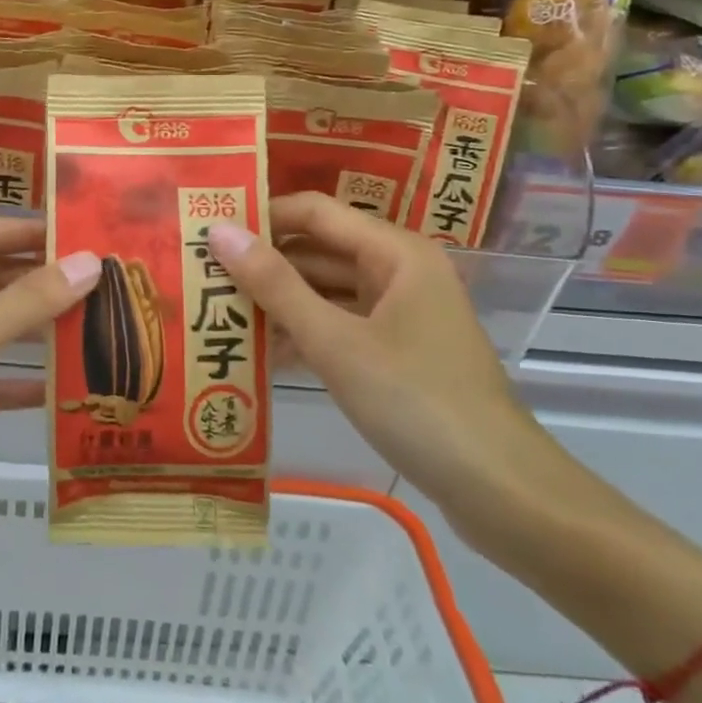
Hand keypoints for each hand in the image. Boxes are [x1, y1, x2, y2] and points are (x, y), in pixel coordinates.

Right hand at [207, 193, 568, 536]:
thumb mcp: (335, 341)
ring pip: (328, 292)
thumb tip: (219, 231)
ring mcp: (401, 314)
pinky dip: (305, 334)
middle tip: (201, 275)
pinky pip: (341, 327)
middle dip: (264, 263)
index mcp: (394, 252)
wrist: (500, 490)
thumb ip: (275, 285)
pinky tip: (259, 353)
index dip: (261, 216)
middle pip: (320, 251)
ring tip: (217, 311)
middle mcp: (399, 271)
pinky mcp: (398, 352)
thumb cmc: (416, 401)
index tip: (207, 230)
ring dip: (280, 302)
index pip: (314, 212)